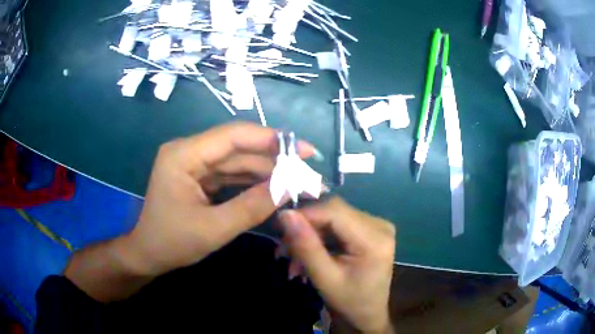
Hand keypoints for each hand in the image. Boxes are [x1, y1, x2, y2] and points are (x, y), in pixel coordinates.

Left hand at [127, 122, 314, 275]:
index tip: (305, 150)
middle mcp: (189, 151)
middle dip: (274, 160)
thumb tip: (291, 187)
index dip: (272, 140)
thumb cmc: (172, 243)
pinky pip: (231, 174)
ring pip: (238, 161)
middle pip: (238, 148)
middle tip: (308, 172)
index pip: (233, 136)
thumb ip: (252, 206)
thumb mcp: (214, 229)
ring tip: (298, 181)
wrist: (148, 254)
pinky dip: (253, 182)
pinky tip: (276, 187)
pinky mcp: (200, 176)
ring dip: (267, 171)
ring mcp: (194, 163)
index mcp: (184, 154)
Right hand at [280, 198, 395, 332]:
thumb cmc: (349, 302)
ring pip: (334, 216)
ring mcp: (378, 225)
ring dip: (311, 233)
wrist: (368, 314)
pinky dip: (321, 236)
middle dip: (306, 227)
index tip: (280, 227)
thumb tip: (286, 214)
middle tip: (285, 249)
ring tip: (293, 256)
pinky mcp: (371, 229)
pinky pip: (340, 223)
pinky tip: (309, 253)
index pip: (335, 211)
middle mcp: (380, 225)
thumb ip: (306, 246)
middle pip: (334, 211)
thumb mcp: (324, 278)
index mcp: (374, 239)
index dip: (305, 214)